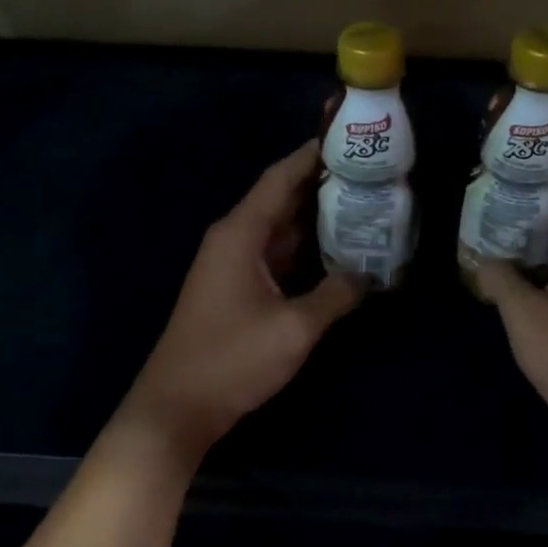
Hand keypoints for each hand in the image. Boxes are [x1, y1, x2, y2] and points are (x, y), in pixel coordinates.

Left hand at [121, 141, 360, 463]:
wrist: (177, 407)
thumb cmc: (232, 359)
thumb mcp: (294, 328)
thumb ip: (335, 295)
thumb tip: (368, 274)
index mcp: (241, 233)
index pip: (280, 178)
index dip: (312, 156)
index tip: (347, 139)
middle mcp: (234, 239)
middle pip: (282, 200)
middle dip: (323, 185)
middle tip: (369, 174)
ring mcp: (233, 264)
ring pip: (281, 229)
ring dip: (317, 219)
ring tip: (364, 205)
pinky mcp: (236, 288)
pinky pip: (275, 255)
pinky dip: (305, 249)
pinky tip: (338, 251)